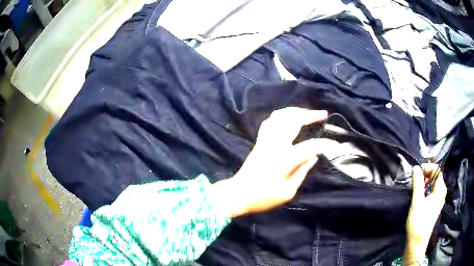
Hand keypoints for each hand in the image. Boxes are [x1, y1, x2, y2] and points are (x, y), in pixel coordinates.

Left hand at [212, 107, 336, 217]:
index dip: (325, 144)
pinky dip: (281, 115)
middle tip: (323, 114)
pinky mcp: (259, 141)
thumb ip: (302, 172)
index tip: (335, 145)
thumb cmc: (263, 197)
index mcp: (285, 159)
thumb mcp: (288, 191)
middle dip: (310, 115)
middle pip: (294, 120)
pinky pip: (270, 121)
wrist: (238, 194)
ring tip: (308, 112)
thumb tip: (314, 157)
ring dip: (296, 111)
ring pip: (281, 116)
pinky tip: (288, 117)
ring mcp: (265, 140)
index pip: (310, 146)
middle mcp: (275, 144)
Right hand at [403, 164, 446, 264]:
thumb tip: (416, 167)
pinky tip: (418, 196)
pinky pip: (431, 192)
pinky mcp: (434, 206)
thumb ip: (418, 183)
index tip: (417, 173)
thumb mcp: (417, 201)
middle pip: (435, 176)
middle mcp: (442, 192)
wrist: (417, 242)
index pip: (437, 170)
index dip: (427, 168)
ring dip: (424, 183)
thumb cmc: (418, 221)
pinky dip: (425, 190)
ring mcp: (438, 199)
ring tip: (415, 188)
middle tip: (415, 181)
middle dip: (425, 175)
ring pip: (433, 184)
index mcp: (440, 189)